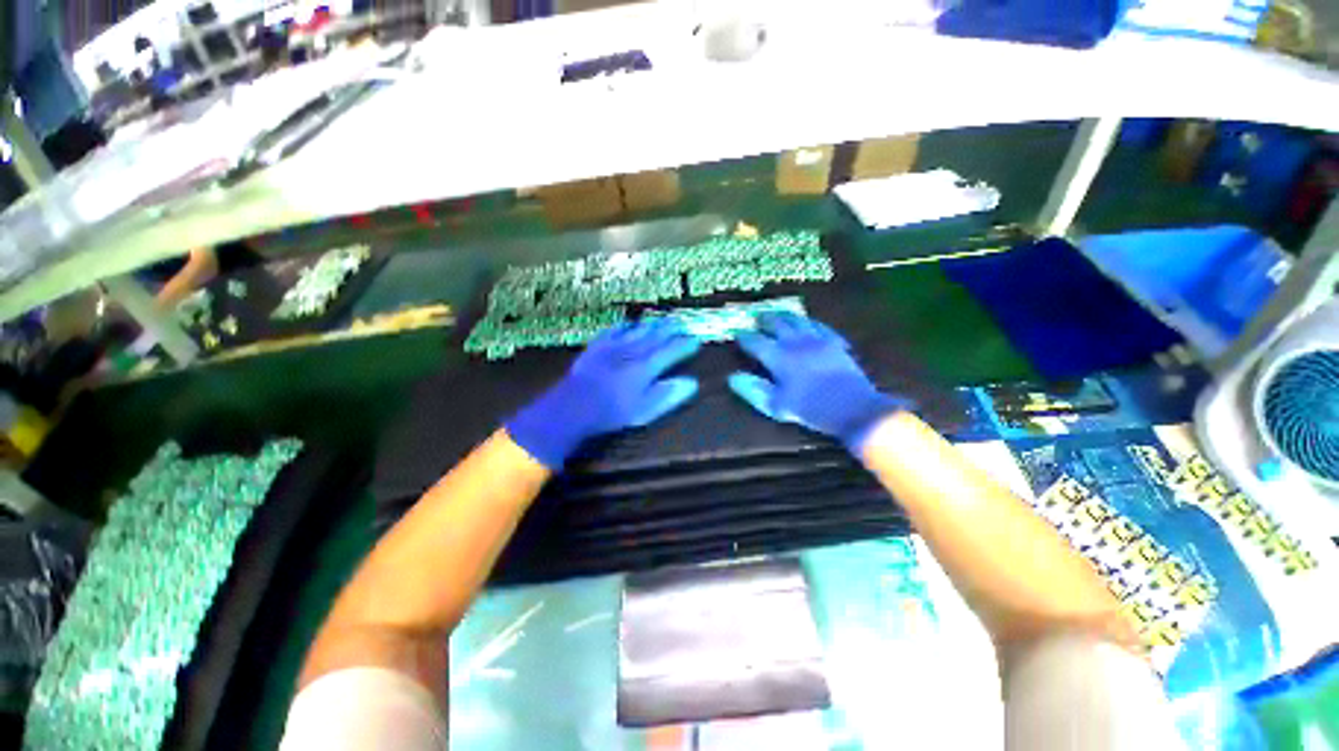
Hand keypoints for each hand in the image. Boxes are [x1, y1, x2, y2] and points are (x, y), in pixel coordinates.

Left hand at [506, 319, 700, 467]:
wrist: (573, 405)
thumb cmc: (612, 412)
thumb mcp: (644, 410)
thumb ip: (668, 395)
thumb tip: (691, 383)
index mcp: (646, 367)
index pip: (671, 351)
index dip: (685, 345)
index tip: (695, 340)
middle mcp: (633, 351)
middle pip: (655, 336)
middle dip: (670, 329)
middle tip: (681, 322)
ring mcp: (613, 346)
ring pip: (637, 330)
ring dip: (651, 324)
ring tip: (661, 319)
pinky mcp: (597, 346)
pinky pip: (614, 331)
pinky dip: (624, 326)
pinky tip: (628, 324)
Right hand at [729, 313, 909, 453]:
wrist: (853, 407)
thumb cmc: (810, 409)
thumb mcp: (776, 405)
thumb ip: (753, 390)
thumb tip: (733, 378)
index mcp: (778, 357)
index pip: (755, 341)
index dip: (744, 337)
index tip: (738, 333)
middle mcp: (795, 342)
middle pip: (776, 323)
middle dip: (764, 319)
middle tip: (757, 316)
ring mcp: (817, 339)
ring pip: (797, 319)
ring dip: (784, 315)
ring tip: (778, 313)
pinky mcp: (834, 341)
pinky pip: (818, 324)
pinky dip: (808, 322)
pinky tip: (807, 323)